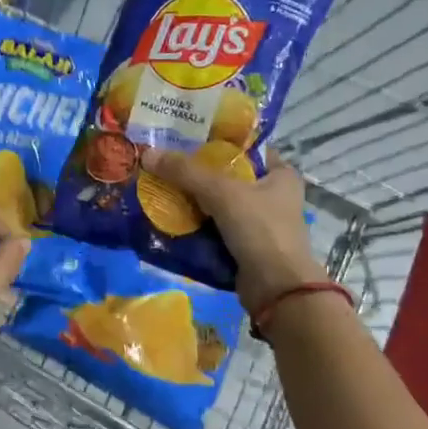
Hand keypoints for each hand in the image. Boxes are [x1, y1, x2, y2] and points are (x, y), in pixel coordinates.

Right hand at [142, 149, 323, 312]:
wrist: (276, 289)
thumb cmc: (260, 229)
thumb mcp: (222, 192)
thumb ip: (185, 172)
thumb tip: (147, 154)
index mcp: (280, 175)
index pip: (246, 149)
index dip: (216, 142)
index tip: (184, 139)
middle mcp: (272, 196)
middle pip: (227, 178)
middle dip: (196, 174)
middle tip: (163, 165)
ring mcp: (258, 225)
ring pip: (218, 206)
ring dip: (192, 203)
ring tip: (159, 190)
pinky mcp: (244, 249)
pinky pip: (213, 231)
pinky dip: (195, 228)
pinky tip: (169, 220)